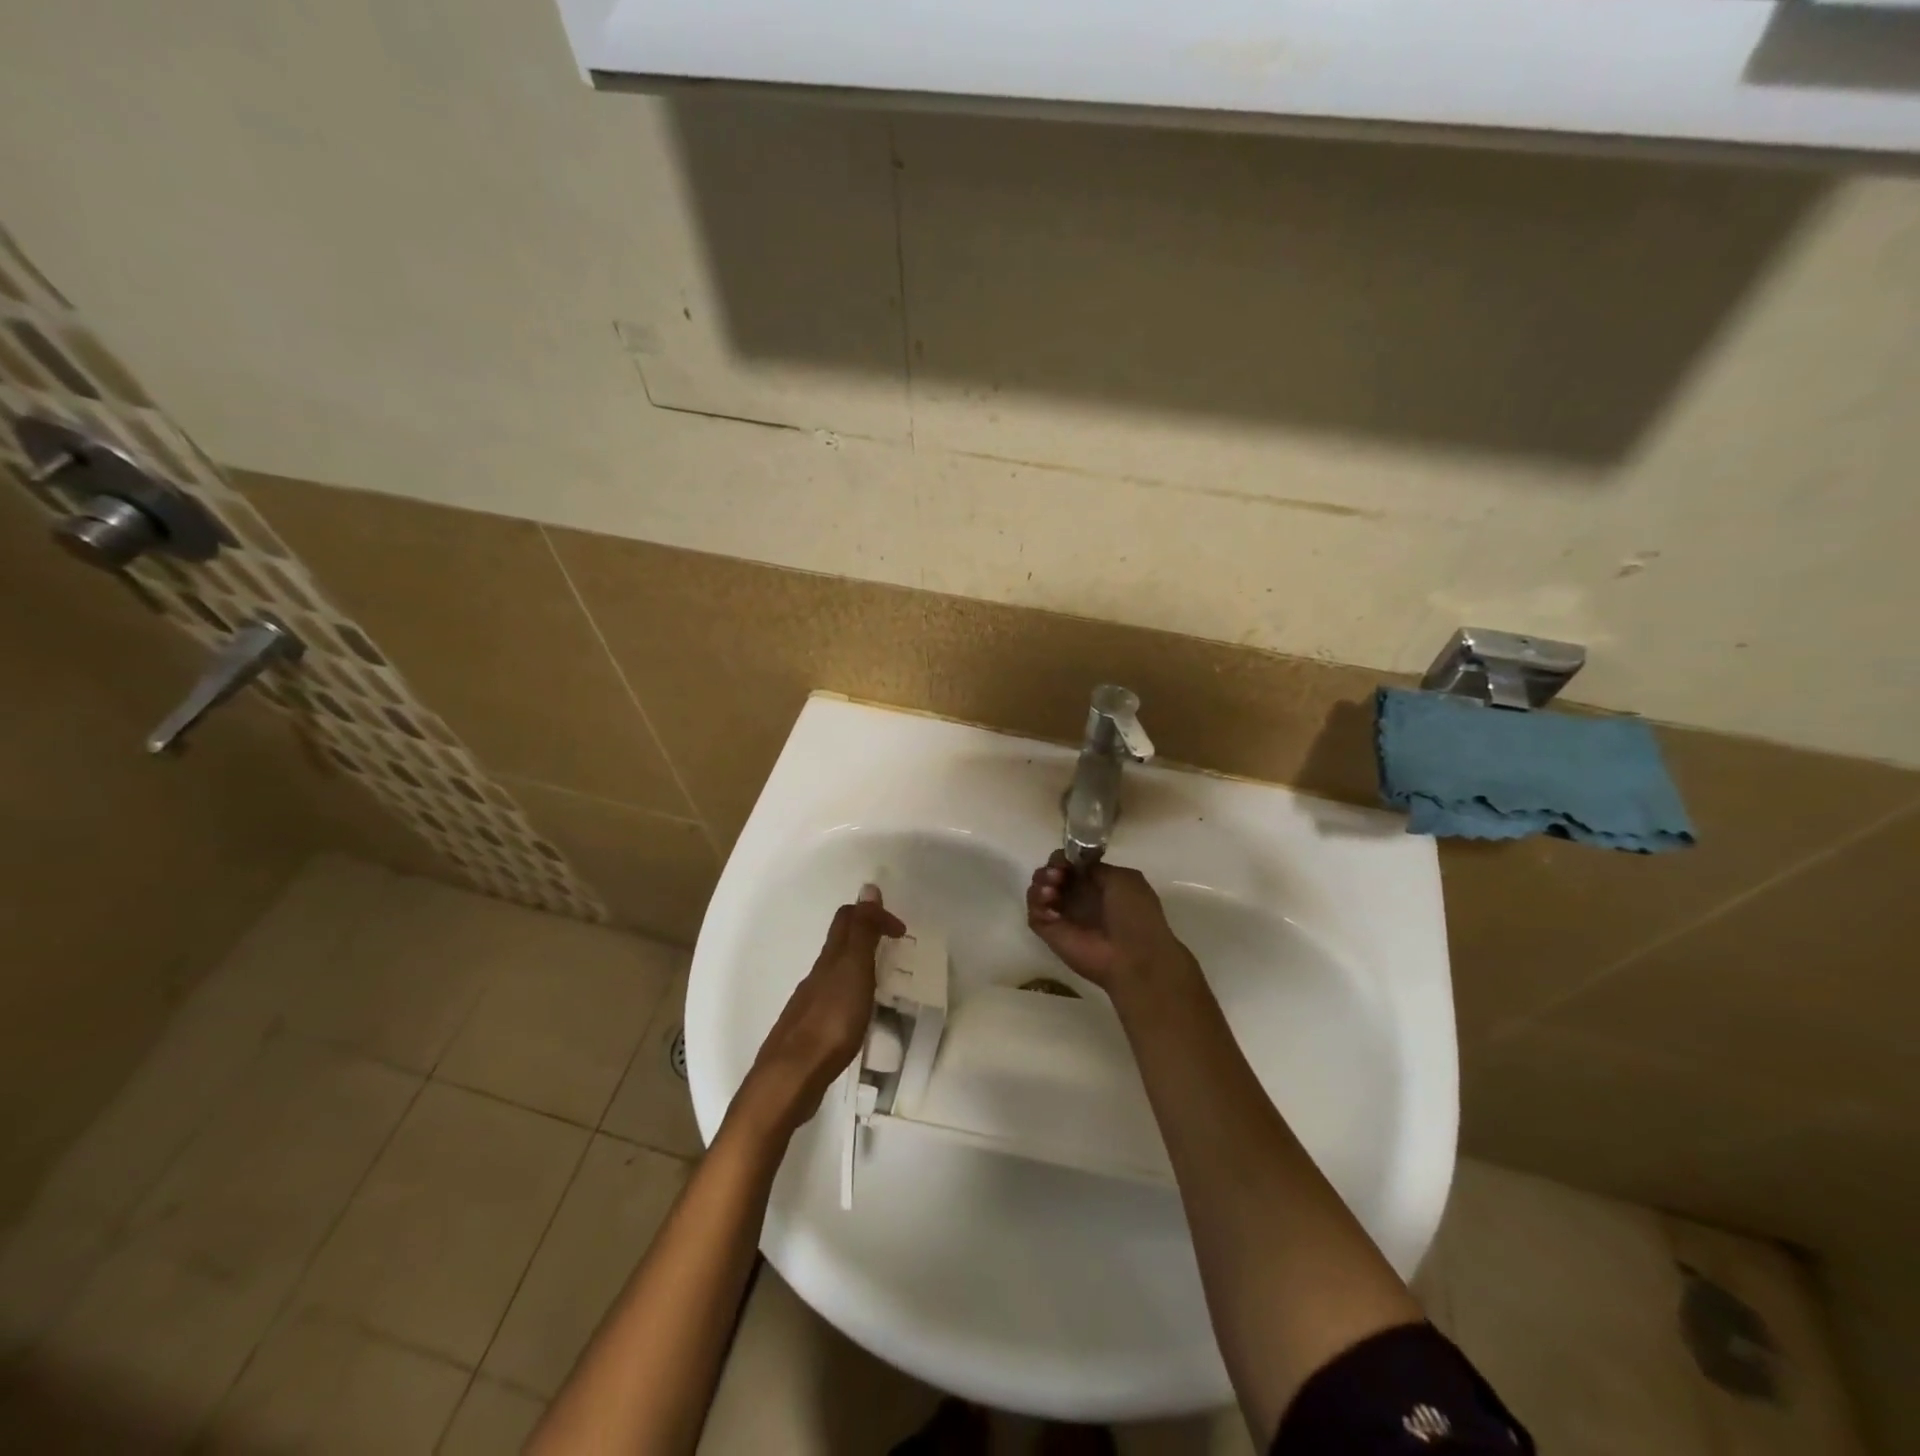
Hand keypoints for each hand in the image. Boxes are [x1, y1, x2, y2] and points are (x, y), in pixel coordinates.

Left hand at [739, 893, 904, 1135]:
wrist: (790, 1078)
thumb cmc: (830, 1020)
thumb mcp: (854, 969)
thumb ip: (862, 932)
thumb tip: (868, 888)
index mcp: (830, 958)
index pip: (848, 919)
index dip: (874, 915)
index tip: (900, 931)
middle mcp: (816, 975)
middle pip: (838, 944)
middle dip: (865, 937)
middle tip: (892, 950)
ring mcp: (809, 1004)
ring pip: (834, 973)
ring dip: (857, 968)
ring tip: (880, 984)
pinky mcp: (808, 1033)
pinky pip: (831, 1001)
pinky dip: (848, 997)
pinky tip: (857, 1017)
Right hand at [1026, 851, 1194, 995]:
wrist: (1133, 958)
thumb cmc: (1135, 916)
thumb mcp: (1124, 879)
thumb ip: (1097, 868)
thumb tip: (1077, 866)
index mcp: (1098, 884)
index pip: (1071, 864)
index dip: (1065, 858)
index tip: (1066, 861)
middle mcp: (1078, 898)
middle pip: (1051, 874)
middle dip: (1050, 868)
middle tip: (1057, 875)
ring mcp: (1063, 916)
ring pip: (1038, 891)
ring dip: (1040, 883)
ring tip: (1052, 891)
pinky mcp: (1050, 933)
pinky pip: (1033, 914)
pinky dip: (1037, 905)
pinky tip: (1053, 911)